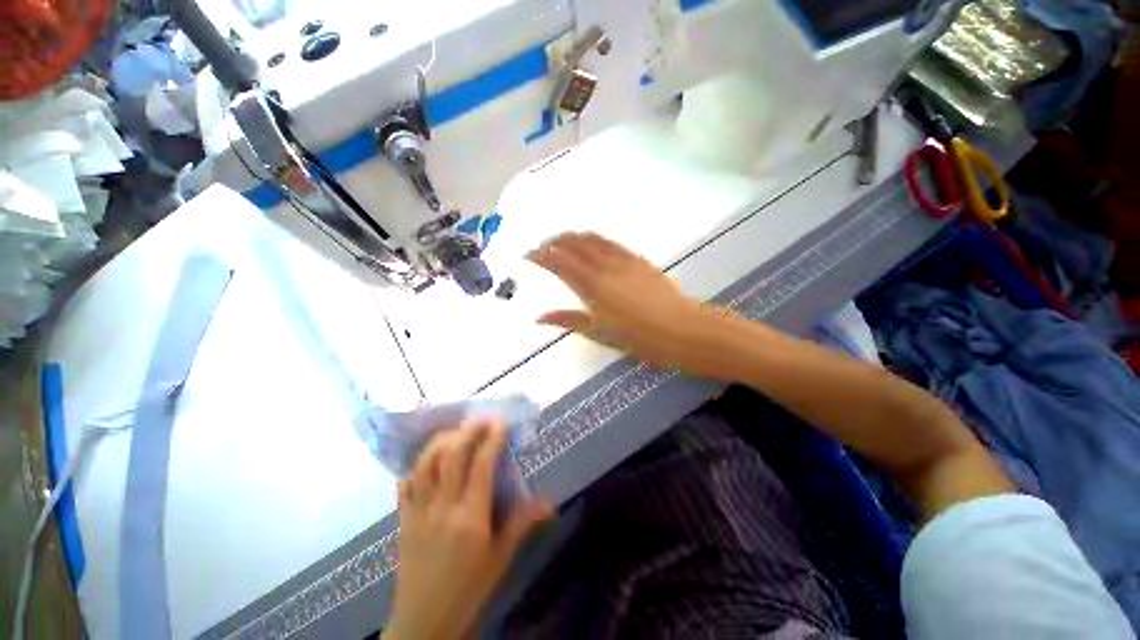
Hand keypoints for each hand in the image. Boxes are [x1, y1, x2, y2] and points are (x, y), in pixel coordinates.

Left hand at [385, 421, 551, 639]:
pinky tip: (426, 461)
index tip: (500, 423)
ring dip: (441, 441)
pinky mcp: (402, 520)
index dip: (492, 439)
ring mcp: (418, 512)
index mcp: (470, 517)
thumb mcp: (500, 559)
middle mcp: (442, 508)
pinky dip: (415, 466)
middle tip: (480, 420)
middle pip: (450, 455)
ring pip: (425, 464)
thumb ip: (522, 524)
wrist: (423, 623)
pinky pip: (405, 484)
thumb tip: (550, 503)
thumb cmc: (468, 590)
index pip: (481, 465)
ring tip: (456, 433)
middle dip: (467, 431)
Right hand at [527, 232, 734, 377]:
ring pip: (591, 238)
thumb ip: (567, 320)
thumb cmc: (636, 337)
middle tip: (543, 245)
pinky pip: (611, 242)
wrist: (678, 329)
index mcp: (590, 286)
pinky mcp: (637, 259)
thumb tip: (539, 317)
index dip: (540, 255)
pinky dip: (595, 238)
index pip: (558, 262)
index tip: (528, 254)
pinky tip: (592, 241)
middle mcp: (603, 266)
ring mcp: (622, 259)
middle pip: (572, 244)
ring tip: (562, 238)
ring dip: (573, 235)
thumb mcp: (597, 332)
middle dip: (553, 241)